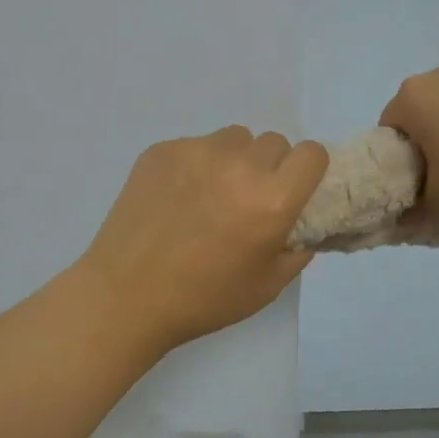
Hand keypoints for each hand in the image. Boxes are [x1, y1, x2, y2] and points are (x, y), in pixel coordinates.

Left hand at [80, 127, 329, 353]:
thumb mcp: (267, 285)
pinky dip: (196, 165)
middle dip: (269, 167)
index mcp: (271, 199)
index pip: (312, 153)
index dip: (307, 170)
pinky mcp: (163, 150)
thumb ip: (297, 249)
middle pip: (274, 143)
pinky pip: (195, 145)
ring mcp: (197, 152)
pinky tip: (177, 198)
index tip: (293, 189)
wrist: (126, 295)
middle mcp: (239, 165)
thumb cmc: (203, 299)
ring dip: (234, 160)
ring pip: (234, 138)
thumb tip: (304, 224)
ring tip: (210, 195)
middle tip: (248, 200)